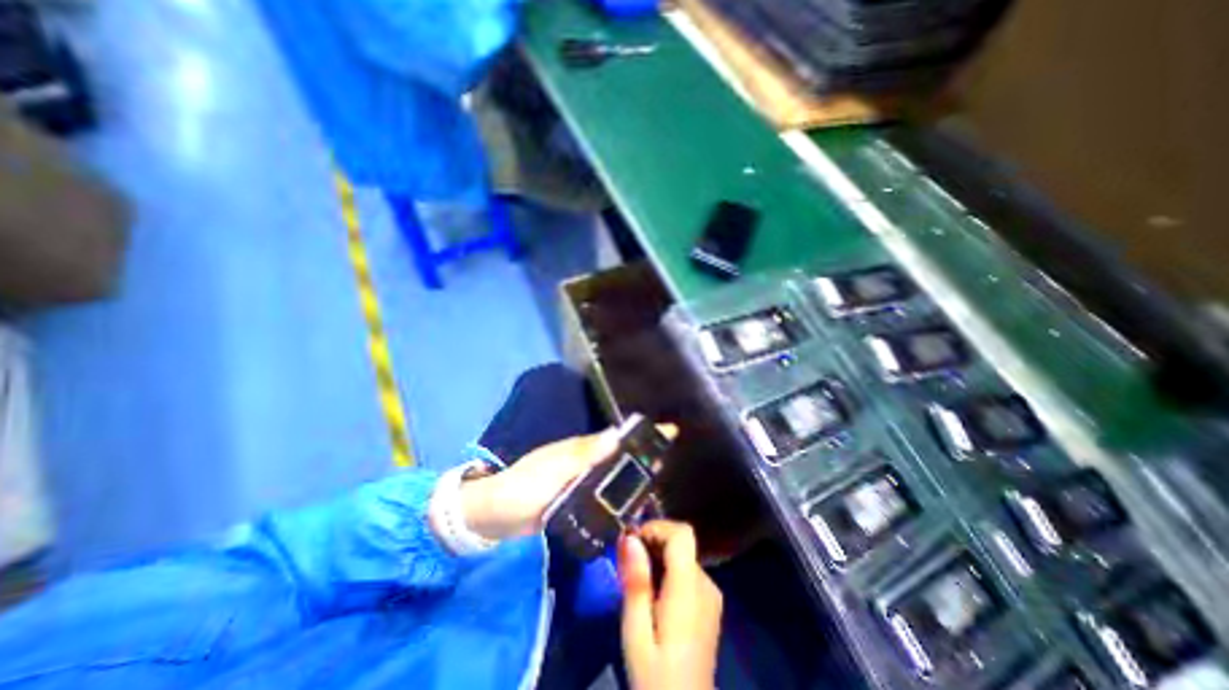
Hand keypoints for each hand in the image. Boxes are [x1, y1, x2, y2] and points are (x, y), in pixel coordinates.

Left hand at [459, 422, 671, 540]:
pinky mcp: (574, 502)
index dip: (641, 433)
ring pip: (612, 475)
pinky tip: (629, 505)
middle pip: (620, 455)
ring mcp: (579, 482)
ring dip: (632, 476)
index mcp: (582, 449)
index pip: (618, 437)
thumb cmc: (526, 485)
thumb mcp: (555, 467)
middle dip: (642, 455)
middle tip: (667, 462)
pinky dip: (617, 495)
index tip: (668, 432)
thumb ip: (585, 453)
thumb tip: (617, 434)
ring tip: (656, 484)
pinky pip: (602, 495)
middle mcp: (585, 462)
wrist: (496, 515)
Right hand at [624, 523, 720, 689]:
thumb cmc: (656, 679)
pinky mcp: (710, 603)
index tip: (632, 541)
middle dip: (652, 542)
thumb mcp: (636, 633)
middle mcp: (707, 584)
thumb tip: (630, 537)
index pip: (682, 534)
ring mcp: (711, 594)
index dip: (657, 527)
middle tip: (627, 563)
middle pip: (682, 543)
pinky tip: (653, 594)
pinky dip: (668, 569)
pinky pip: (687, 570)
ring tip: (637, 581)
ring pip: (683, 555)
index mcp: (690, 590)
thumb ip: (636, 582)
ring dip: (658, 556)